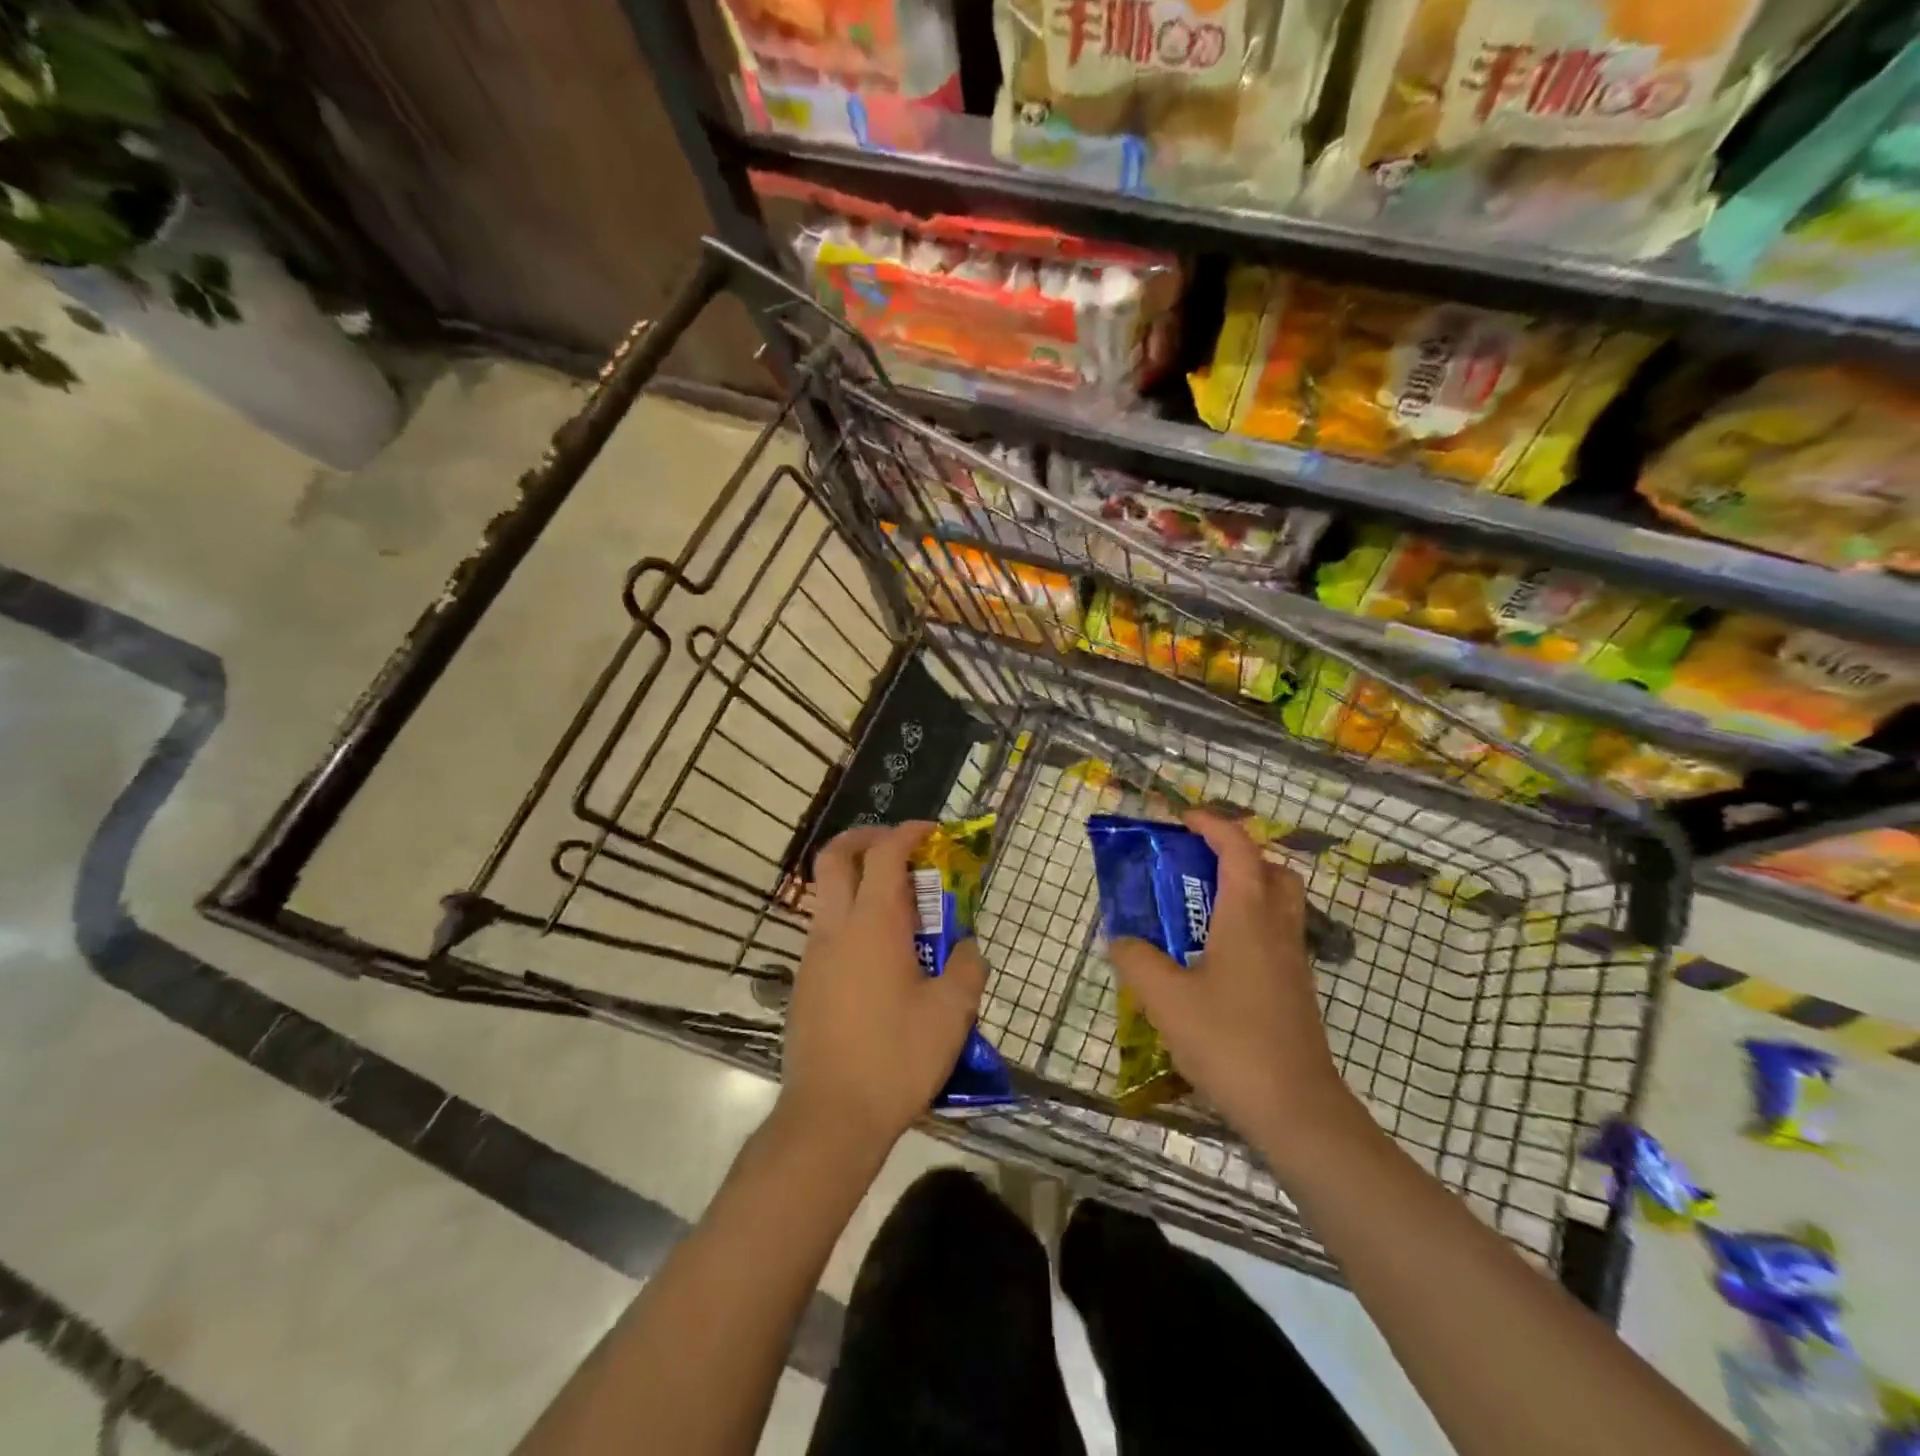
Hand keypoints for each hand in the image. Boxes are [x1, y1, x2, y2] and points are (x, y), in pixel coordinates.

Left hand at [777, 821, 989, 1159]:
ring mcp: (813, 956)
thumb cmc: (896, 1058)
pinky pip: (826, 932)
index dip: (909, 832)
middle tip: (896, 848)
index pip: (885, 853)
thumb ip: (966, 968)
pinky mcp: (804, 984)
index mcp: (873, 924)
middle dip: (864, 839)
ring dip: (858, 883)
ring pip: (827, 895)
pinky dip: (851, 921)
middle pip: (834, 857)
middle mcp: (835, 928)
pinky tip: (880, 960)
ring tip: (899, 912)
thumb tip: (965, 948)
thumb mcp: (951, 1014)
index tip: (932, 832)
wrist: (830, 1117)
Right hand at [1107, 810, 1358, 1165]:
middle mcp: (1277, 929)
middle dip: (1238, 856)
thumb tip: (1120, 939)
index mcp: (1248, 916)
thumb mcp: (1165, 998)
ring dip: (1245, 892)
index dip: (1212, 825)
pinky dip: (1248, 928)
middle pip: (1272, 871)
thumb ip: (1135, 959)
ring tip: (1199, 912)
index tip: (1181, 819)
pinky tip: (1213, 962)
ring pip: (1278, 905)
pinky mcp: (1295, 992)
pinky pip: (1274, 938)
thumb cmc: (1229, 1041)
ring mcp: (1292, 962)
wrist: (1296, 1110)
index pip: (1238, 848)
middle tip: (1198, 867)